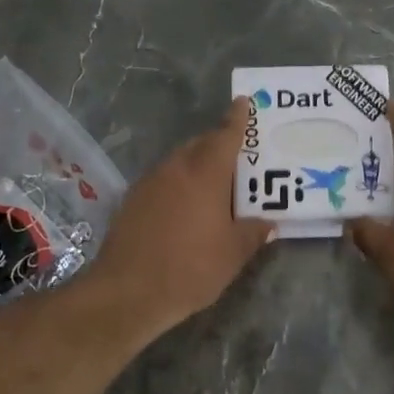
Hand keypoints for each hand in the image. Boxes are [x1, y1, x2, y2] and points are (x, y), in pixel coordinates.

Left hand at [86, 97, 273, 337]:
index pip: (225, 135)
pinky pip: (163, 180)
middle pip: (200, 144)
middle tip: (237, 154)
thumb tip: (266, 223)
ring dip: (196, 164)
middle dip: (218, 143)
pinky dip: (178, 184)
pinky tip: (185, 207)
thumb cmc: (190, 267)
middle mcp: (176, 169)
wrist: (128, 291)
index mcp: (206, 173)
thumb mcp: (233, 254)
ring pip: (179, 162)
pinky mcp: (132, 201)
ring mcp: (149, 183)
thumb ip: (252, 233)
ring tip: (215, 183)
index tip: (242, 102)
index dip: (237, 119)